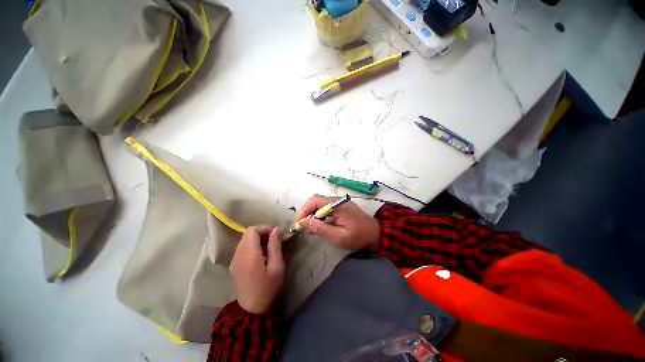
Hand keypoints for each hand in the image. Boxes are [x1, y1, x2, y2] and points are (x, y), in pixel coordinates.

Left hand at [230, 226, 284, 313]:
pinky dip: (253, 247)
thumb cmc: (268, 288)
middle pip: (248, 234)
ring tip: (269, 250)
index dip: (265, 229)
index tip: (276, 236)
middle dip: (262, 234)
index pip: (252, 230)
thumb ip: (275, 246)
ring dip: (258, 240)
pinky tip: (261, 258)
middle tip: (274, 242)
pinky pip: (243, 249)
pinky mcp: (234, 265)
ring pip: (245, 241)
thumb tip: (276, 229)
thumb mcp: (277, 267)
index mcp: (248, 254)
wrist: (252, 310)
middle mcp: (238, 254)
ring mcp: (234, 260)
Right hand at [295, 194, 380, 250]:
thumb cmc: (358, 236)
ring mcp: (339, 202)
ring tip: (311, 229)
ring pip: (319, 204)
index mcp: (337, 204)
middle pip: (316, 201)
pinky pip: (325, 207)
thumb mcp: (338, 236)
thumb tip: (303, 222)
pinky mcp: (340, 206)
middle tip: (304, 227)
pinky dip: (319, 215)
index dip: (304, 211)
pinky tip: (319, 225)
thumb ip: (320, 228)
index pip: (315, 201)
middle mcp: (337, 200)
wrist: (375, 234)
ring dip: (312, 214)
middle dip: (307, 213)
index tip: (299, 224)